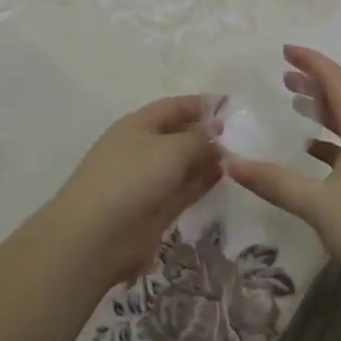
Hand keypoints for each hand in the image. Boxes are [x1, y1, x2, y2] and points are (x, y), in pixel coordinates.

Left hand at [45, 95, 223, 289]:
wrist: (96, 236)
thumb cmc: (132, 178)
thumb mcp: (171, 149)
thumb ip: (198, 138)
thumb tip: (216, 131)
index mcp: (138, 124)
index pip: (174, 106)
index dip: (202, 104)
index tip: (232, 104)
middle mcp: (142, 148)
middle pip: (179, 134)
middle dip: (207, 133)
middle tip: (244, 135)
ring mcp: (148, 180)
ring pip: (183, 164)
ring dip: (208, 159)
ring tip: (241, 156)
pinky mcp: (155, 209)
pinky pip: (184, 189)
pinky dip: (203, 182)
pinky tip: (226, 177)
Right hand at [225, 45, 340, 295]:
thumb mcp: (316, 205)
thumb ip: (273, 182)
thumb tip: (230, 164)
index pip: (336, 81)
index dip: (310, 62)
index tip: (284, 50)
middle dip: (315, 83)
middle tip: (285, 76)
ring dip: (325, 109)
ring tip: (297, 104)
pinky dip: (334, 139)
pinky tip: (315, 151)